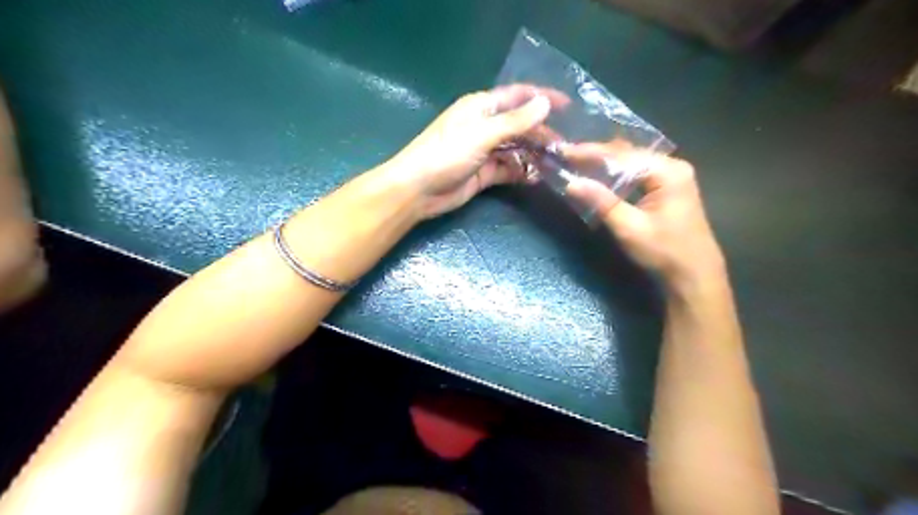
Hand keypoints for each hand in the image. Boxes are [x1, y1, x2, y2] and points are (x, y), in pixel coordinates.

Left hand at [382, 84, 567, 216]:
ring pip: (517, 149)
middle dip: (541, 134)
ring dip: (535, 155)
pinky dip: (522, 172)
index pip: (517, 96)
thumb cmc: (446, 154)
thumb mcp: (482, 134)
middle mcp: (485, 126)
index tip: (568, 105)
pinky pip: (509, 169)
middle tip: (565, 147)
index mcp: (482, 107)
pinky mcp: (484, 174)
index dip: (542, 98)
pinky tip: (537, 178)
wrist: (419, 190)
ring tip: (557, 163)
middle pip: (520, 125)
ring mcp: (485, 151)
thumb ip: (515, 121)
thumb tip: (545, 103)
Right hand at [567, 150, 724, 291]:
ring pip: (630, 163)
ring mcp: (672, 176)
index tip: (563, 151)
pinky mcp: (668, 187)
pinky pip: (636, 173)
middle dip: (595, 154)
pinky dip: (615, 174)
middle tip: (565, 155)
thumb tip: (570, 183)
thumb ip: (601, 201)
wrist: (694, 275)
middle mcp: (671, 166)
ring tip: (576, 162)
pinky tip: (599, 176)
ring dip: (604, 164)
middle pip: (627, 154)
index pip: (621, 155)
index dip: (589, 152)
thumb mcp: (629, 228)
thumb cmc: (664, 252)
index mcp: (667, 171)